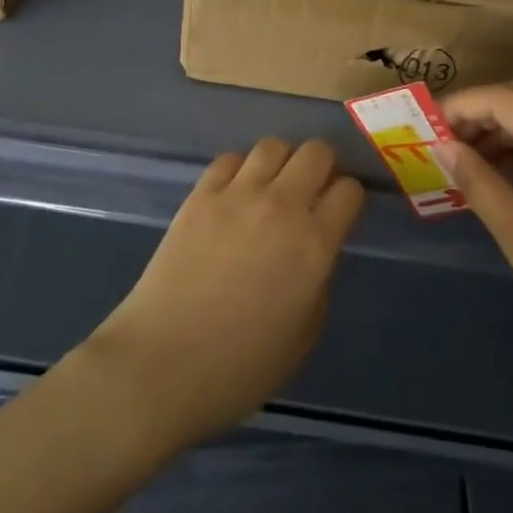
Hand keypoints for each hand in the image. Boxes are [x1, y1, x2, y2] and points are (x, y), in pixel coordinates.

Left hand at [80, 138, 364, 452]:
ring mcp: (237, 194)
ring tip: (272, 188)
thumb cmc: (241, 367)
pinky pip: (229, 159)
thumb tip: (316, 250)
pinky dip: (240, 170)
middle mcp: (281, 206)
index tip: (340, 212)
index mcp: (314, 244)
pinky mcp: (200, 194)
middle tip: (311, 192)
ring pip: (273, 145)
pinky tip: (234, 195)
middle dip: (322, 167)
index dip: (349, 198)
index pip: (349, 191)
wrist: (163, 363)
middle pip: (316, 152)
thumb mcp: (304, 335)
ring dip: (281, 162)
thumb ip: (319, 281)